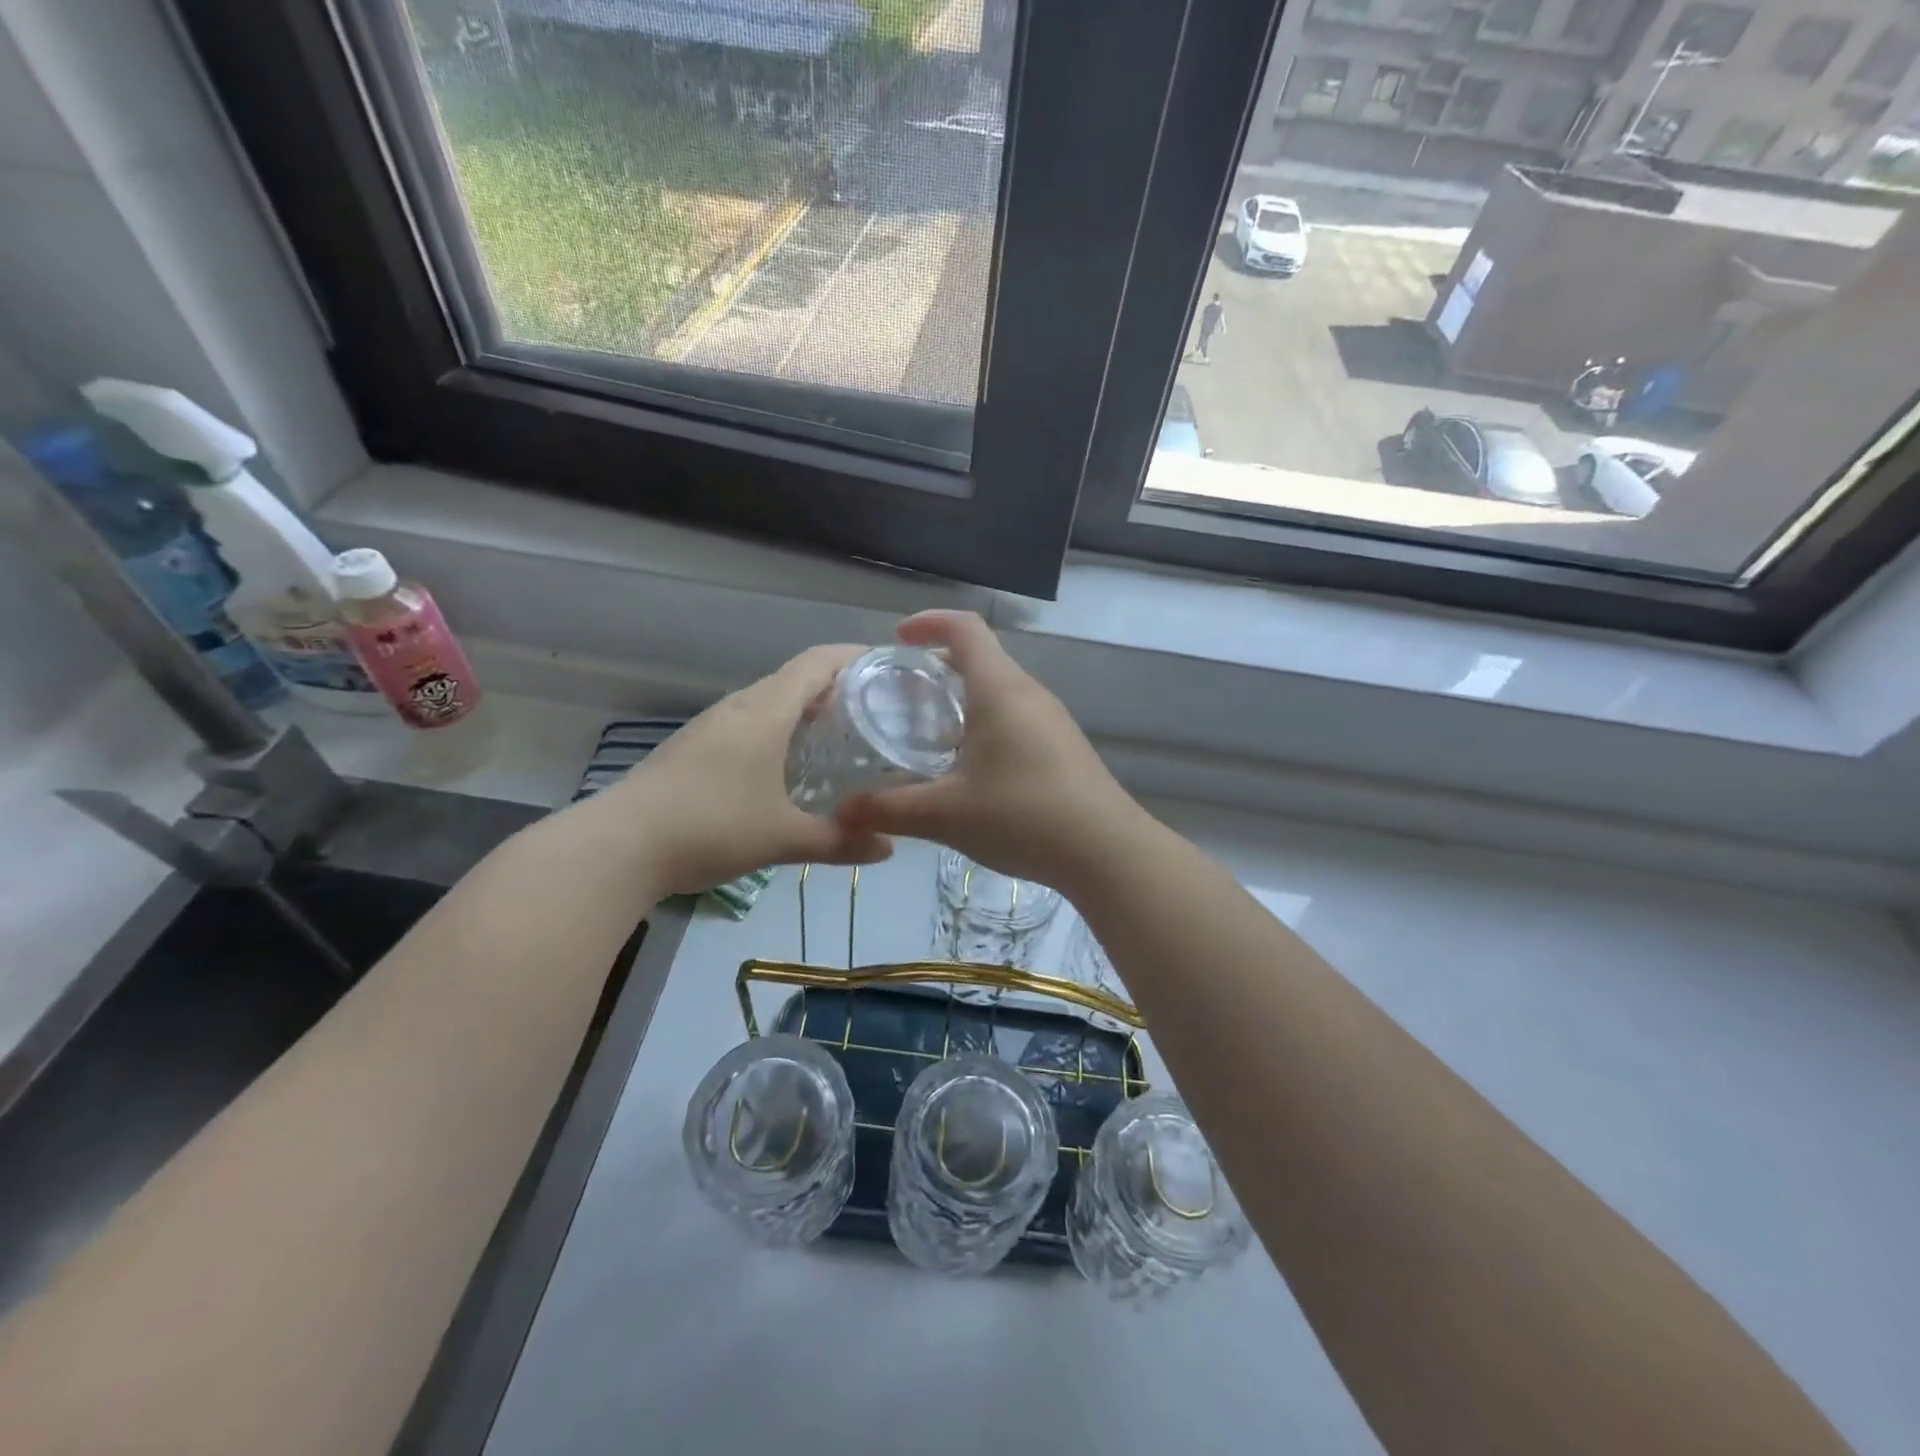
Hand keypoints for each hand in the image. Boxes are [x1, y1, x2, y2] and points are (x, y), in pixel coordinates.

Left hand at [610, 645, 894, 895]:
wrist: (618, 847)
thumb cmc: (710, 828)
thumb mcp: (782, 838)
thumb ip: (839, 841)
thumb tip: (889, 848)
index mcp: (765, 712)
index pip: (818, 662)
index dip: (855, 656)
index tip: (890, 667)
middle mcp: (739, 706)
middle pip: (796, 678)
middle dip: (838, 685)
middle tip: (877, 710)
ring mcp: (712, 725)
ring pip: (770, 700)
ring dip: (806, 708)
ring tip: (840, 734)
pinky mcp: (694, 746)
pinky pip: (750, 721)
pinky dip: (780, 728)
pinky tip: (788, 763)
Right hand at [837, 612, 1143, 891]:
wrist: (1106, 852)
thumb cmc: (1022, 816)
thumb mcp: (945, 814)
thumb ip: (888, 809)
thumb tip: (841, 813)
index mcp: (1000, 689)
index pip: (965, 628)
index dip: (928, 622)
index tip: (897, 639)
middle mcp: (1029, 693)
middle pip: (982, 658)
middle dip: (939, 666)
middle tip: (902, 696)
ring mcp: (1053, 720)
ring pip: (1000, 690)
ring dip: (964, 698)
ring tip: (930, 733)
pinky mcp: (1064, 746)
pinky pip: (1017, 717)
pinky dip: (986, 723)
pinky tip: (972, 768)